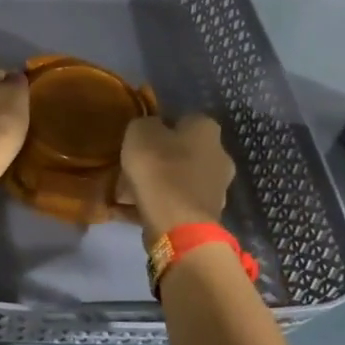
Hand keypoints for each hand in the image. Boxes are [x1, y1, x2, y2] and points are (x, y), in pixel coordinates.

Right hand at [118, 114, 235, 238]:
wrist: (178, 225)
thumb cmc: (160, 169)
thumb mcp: (140, 133)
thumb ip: (144, 124)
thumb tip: (150, 128)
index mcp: (206, 129)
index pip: (182, 119)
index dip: (157, 128)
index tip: (137, 140)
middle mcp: (219, 155)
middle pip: (181, 152)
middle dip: (157, 160)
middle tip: (130, 168)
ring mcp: (216, 188)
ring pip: (177, 180)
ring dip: (156, 184)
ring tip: (125, 194)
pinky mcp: (206, 214)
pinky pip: (175, 203)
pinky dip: (156, 205)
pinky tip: (130, 211)